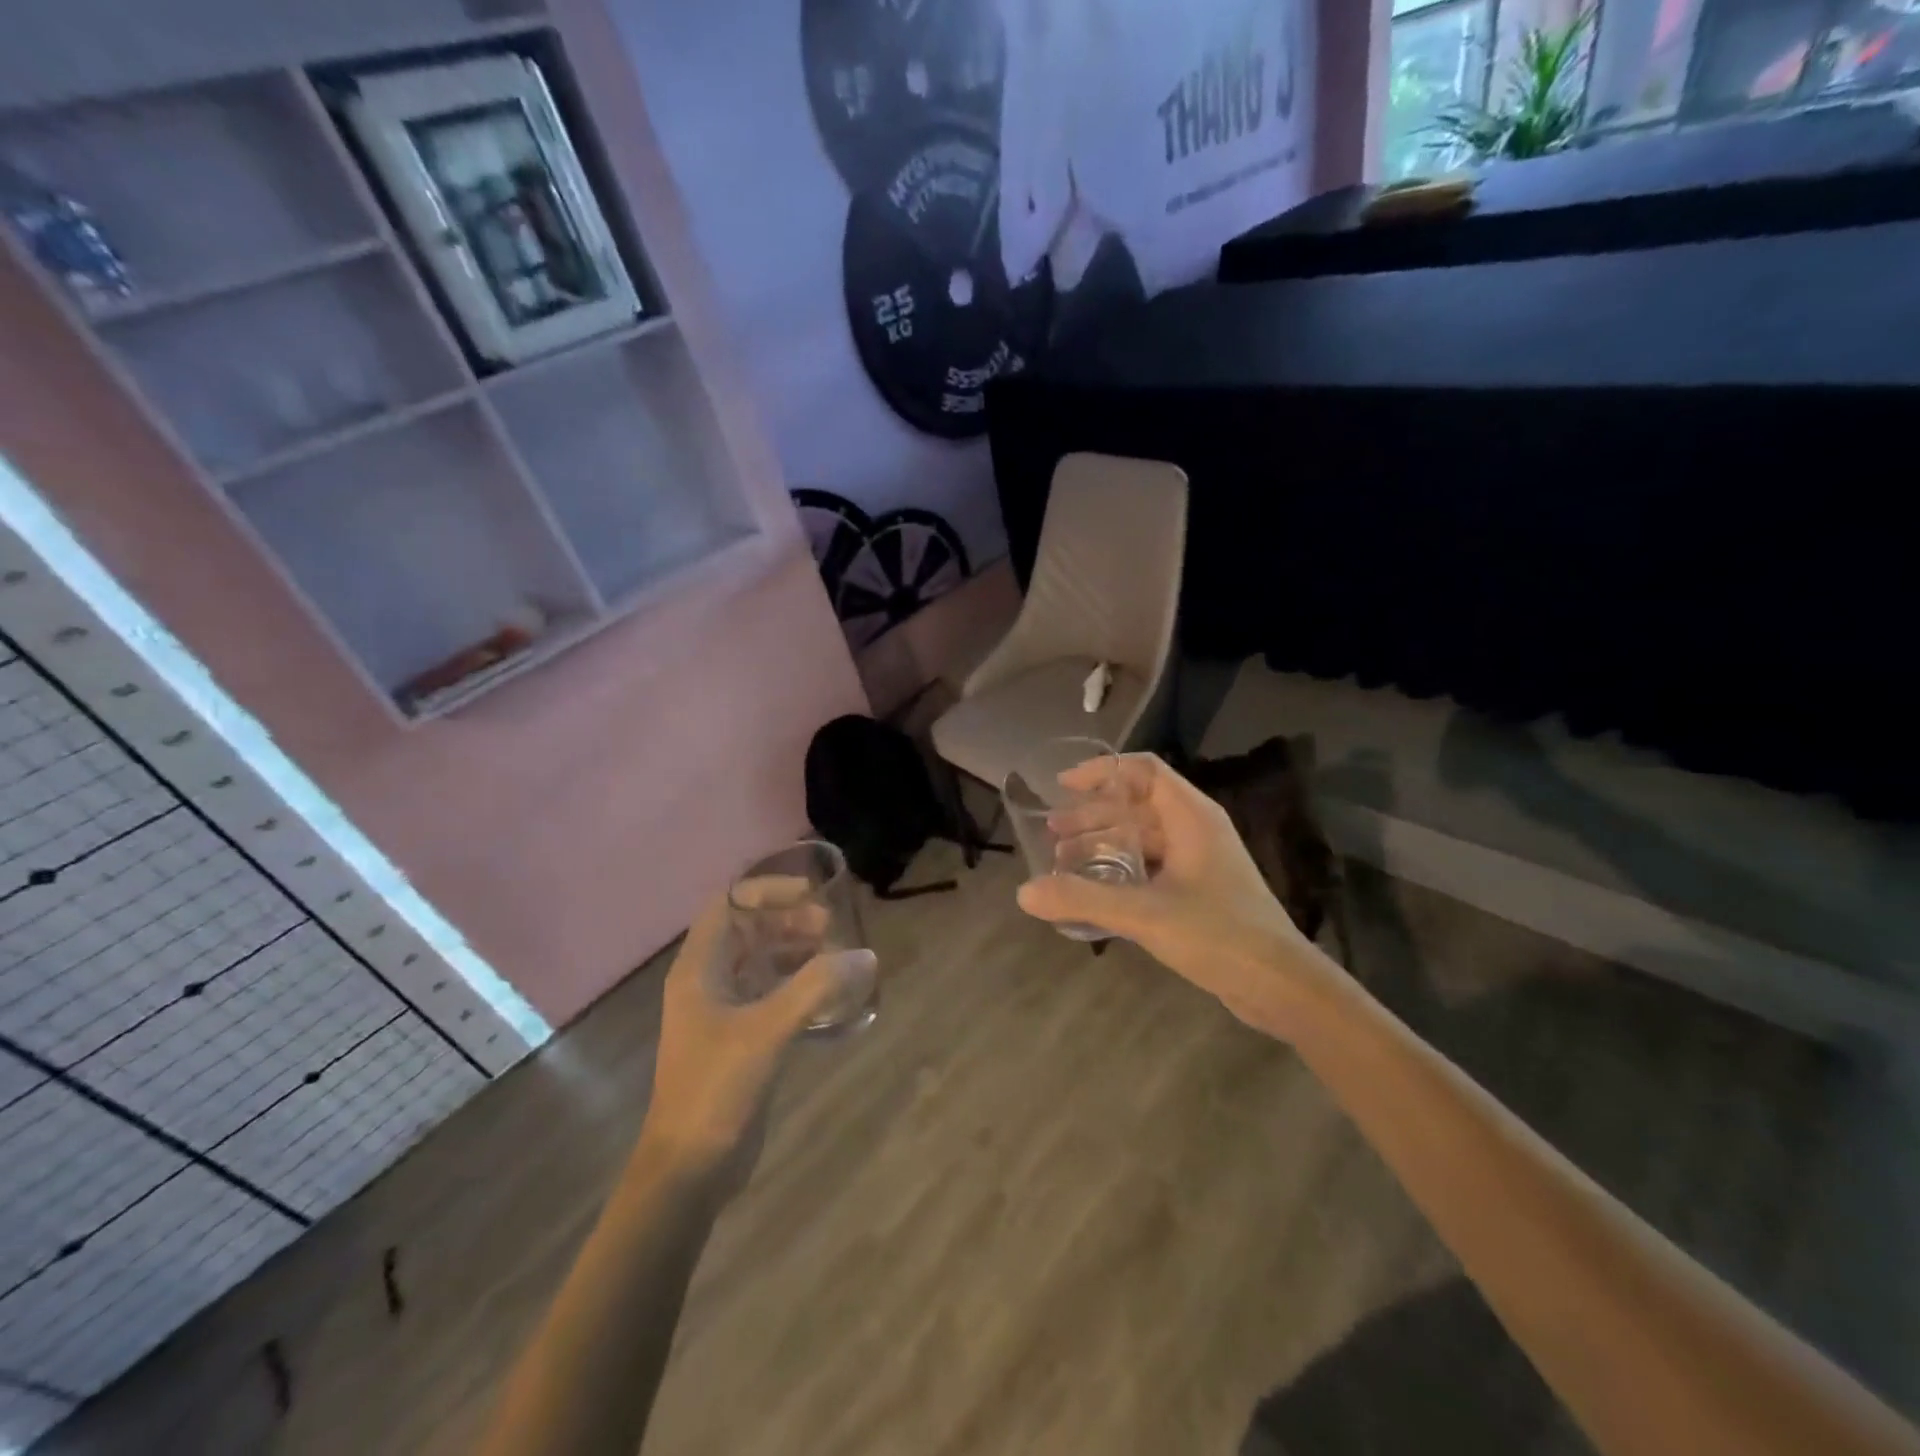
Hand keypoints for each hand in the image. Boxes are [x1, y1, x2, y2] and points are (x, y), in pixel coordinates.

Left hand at [640, 895, 876, 1170]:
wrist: (688, 1170)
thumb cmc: (716, 1088)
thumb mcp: (767, 1030)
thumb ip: (816, 988)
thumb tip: (866, 955)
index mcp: (699, 968)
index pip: (729, 904)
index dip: (768, 891)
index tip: (811, 895)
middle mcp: (707, 981)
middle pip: (748, 930)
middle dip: (789, 921)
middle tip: (832, 928)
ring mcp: (722, 1011)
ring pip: (760, 961)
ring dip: (796, 951)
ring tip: (836, 955)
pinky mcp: (739, 1038)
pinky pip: (770, 993)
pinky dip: (798, 984)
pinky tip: (829, 995)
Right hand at [1017, 754, 1329, 1031]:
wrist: (1280, 984)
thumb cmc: (1218, 934)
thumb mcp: (1144, 914)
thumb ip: (1083, 899)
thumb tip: (1024, 892)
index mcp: (1191, 816)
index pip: (1144, 770)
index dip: (1102, 771)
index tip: (1063, 786)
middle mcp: (1196, 829)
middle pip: (1137, 804)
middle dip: (1093, 814)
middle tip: (1054, 833)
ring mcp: (1201, 860)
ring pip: (1143, 837)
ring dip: (1104, 843)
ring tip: (1064, 861)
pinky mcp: (1200, 889)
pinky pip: (1152, 864)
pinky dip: (1121, 869)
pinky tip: (1096, 891)